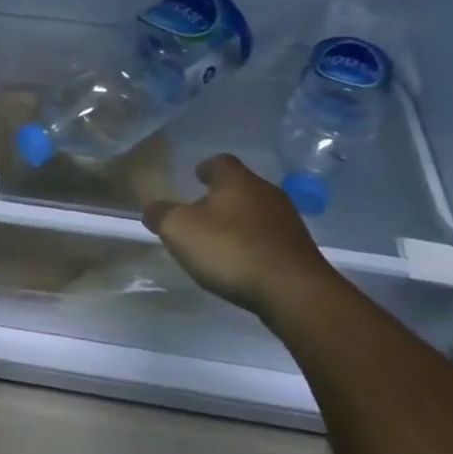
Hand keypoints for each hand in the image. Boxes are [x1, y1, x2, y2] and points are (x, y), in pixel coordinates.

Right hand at [143, 155, 332, 313]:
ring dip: (240, 222)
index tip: (196, 175)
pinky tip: (243, 262)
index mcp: (238, 181)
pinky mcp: (300, 251)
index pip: (220, 162)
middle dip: (222, 196)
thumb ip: (161, 215)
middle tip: (202, 210)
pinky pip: (271, 239)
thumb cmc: (231, 249)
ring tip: (221, 240)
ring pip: (258, 213)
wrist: (295, 291)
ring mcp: (288, 222)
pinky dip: (255, 244)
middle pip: (241, 187)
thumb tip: (152, 208)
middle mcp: (267, 193)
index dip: (206, 167)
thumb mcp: (180, 230)